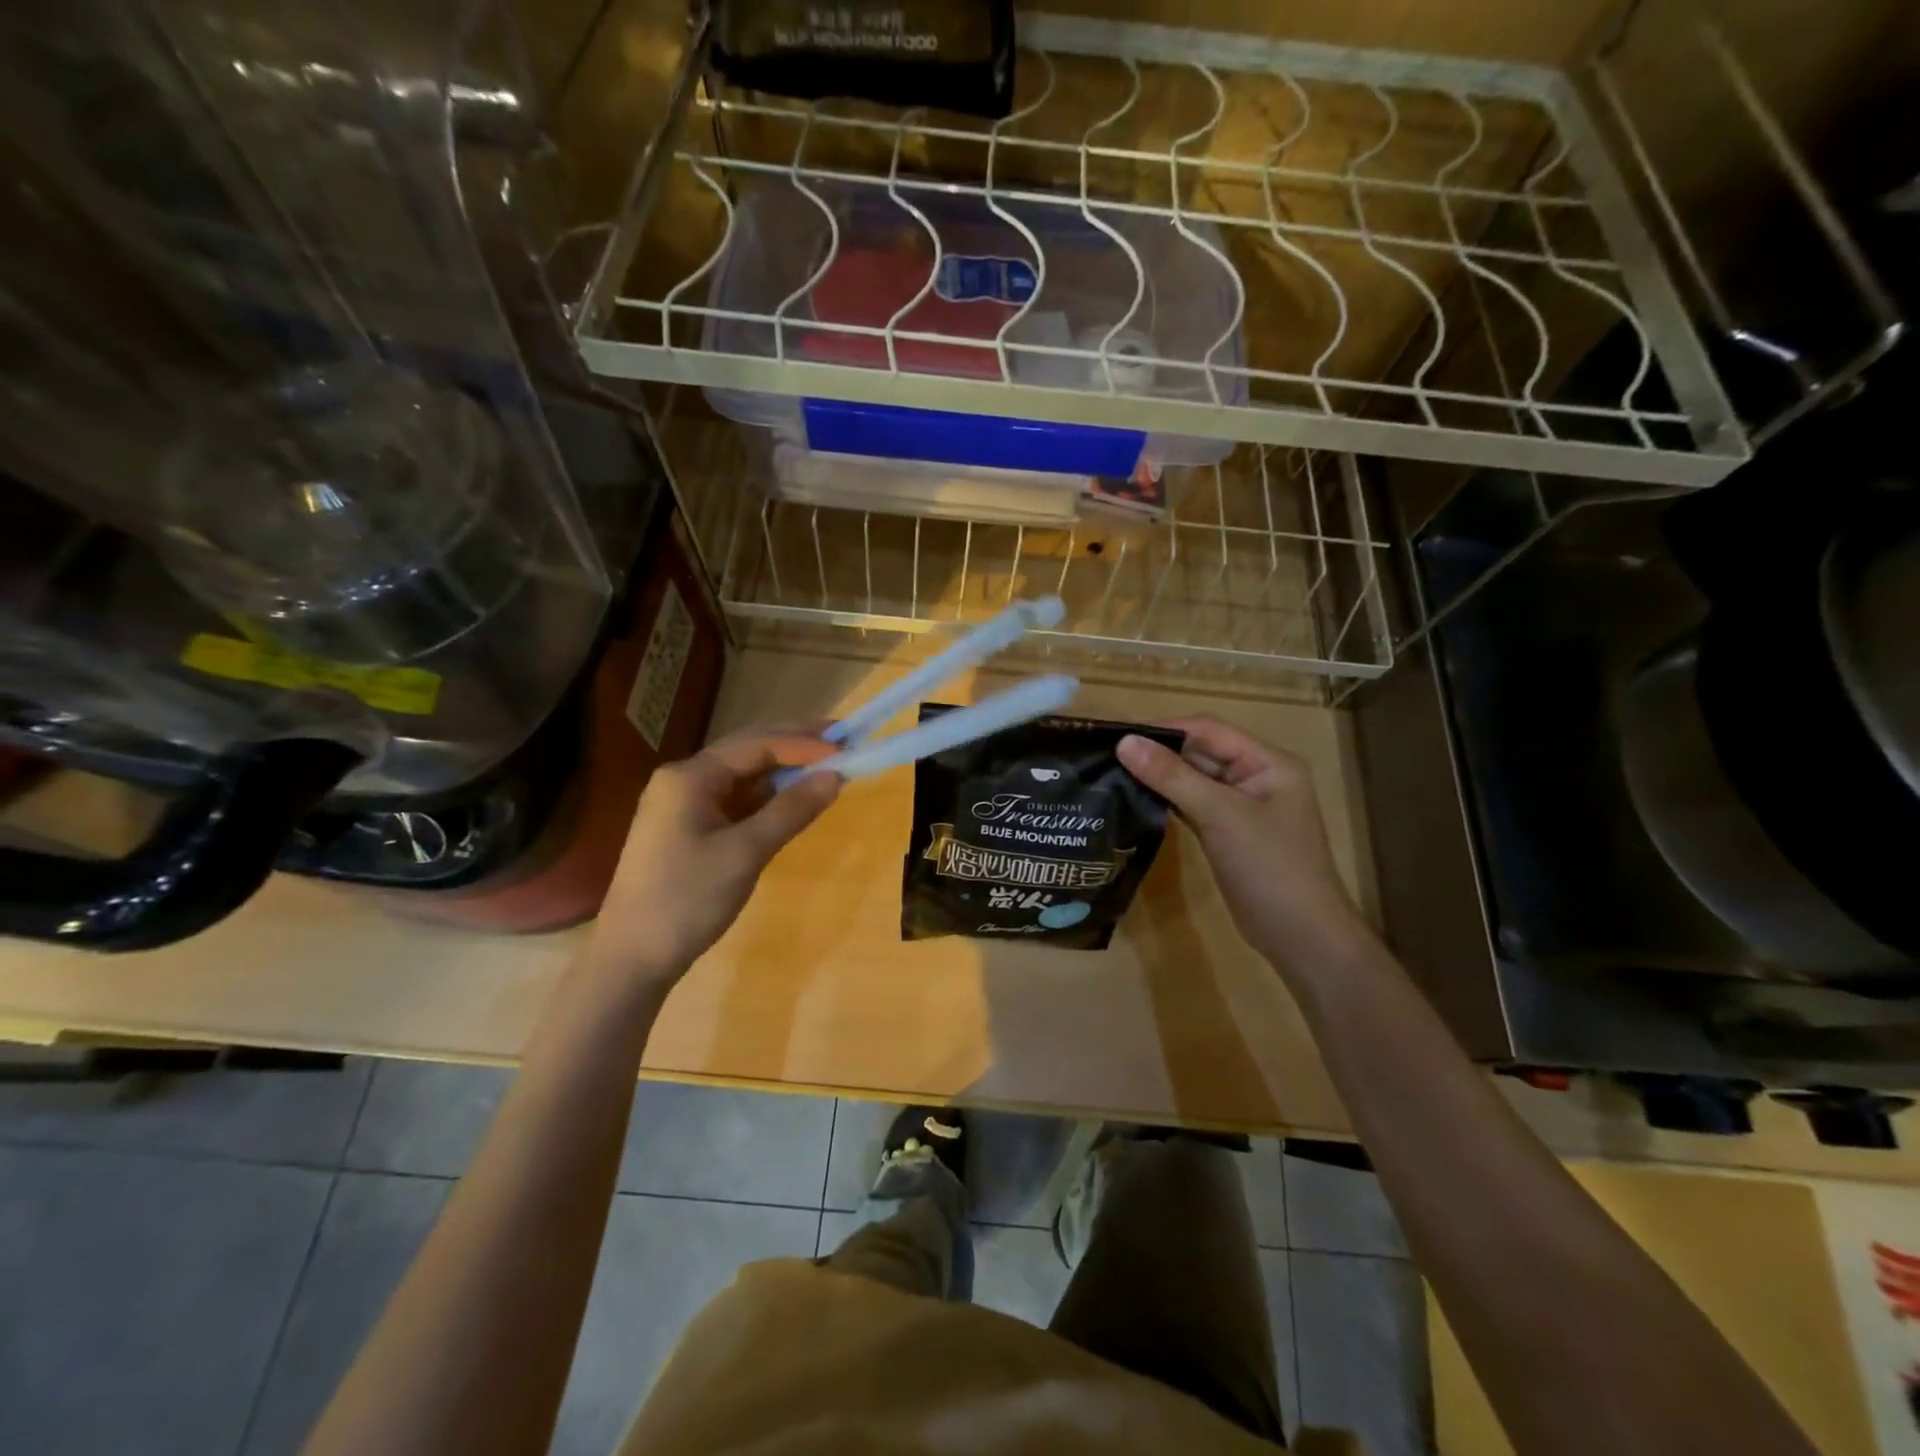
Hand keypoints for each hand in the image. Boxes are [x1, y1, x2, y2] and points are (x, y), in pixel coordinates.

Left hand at [585, 726, 840, 987]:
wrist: (632, 958)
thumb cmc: (687, 899)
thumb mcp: (745, 853)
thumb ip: (791, 810)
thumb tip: (835, 776)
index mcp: (689, 777)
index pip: (756, 745)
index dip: (804, 744)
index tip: (846, 748)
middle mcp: (684, 780)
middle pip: (747, 750)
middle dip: (794, 745)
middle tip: (841, 740)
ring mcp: (684, 804)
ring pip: (742, 775)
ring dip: (782, 770)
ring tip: (825, 766)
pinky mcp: (689, 829)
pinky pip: (735, 800)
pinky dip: (767, 797)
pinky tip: (792, 798)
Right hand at [1118, 717, 1365, 964]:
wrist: (1301, 936)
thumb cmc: (1268, 866)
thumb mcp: (1219, 815)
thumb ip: (1172, 776)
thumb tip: (1125, 742)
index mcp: (1267, 762)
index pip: (1209, 730)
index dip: (1165, 729)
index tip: (1119, 736)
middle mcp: (1257, 777)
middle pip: (1201, 753)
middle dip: (1159, 754)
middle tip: (1109, 757)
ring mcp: (1243, 808)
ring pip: (1195, 781)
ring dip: (1161, 778)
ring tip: (1114, 775)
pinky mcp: (1229, 833)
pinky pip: (1194, 806)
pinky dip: (1169, 802)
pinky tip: (1137, 802)